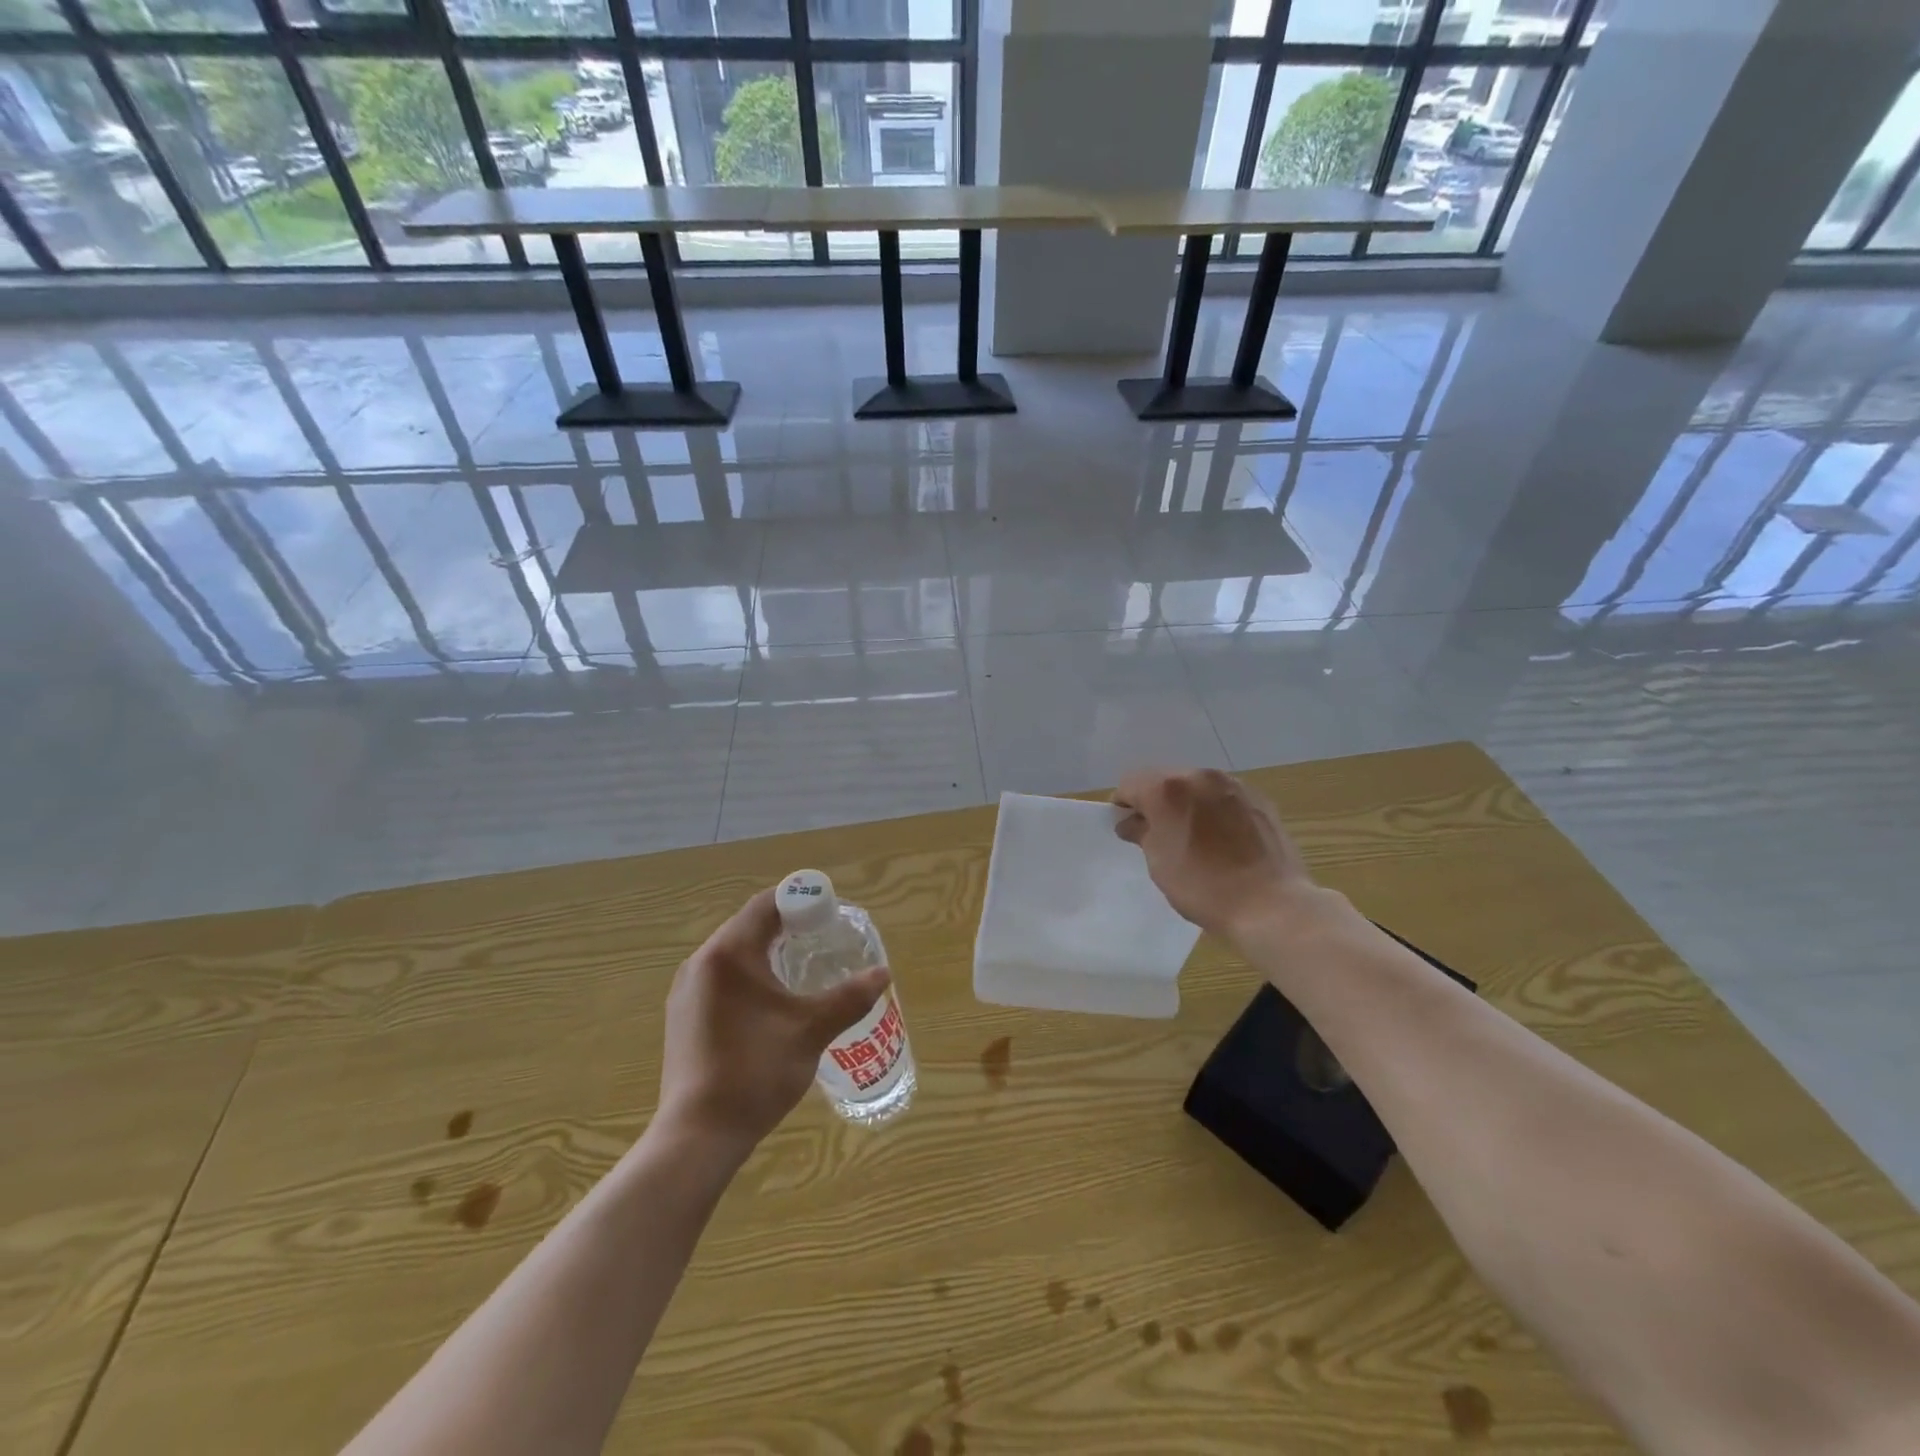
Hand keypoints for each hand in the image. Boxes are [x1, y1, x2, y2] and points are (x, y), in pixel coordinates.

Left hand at [657, 889, 890, 1153]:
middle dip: (787, 926)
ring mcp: (686, 990)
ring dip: (766, 951)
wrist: (698, 1136)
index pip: (766, 904)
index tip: (830, 912)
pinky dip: (748, 975)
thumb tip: (883, 973)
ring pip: (733, 953)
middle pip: (748, 925)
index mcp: (730, 954)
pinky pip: (719, 977)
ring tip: (801, 968)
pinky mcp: (682, 1016)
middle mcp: (702, 962)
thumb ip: (850, 997)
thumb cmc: (756, 1072)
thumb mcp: (812, 1030)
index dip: (800, 900)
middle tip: (823, 939)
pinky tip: (769, 1002)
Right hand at [1112, 767, 1318, 940]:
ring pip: (1196, 786)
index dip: (1123, 804)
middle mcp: (1199, 776)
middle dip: (1156, 801)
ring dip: (1187, 803)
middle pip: (1164, 779)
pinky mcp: (1259, 798)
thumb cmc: (1203, 886)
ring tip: (1194, 836)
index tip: (1127, 828)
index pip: (1130, 783)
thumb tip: (1132, 822)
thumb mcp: (1159, 863)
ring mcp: (1233, 784)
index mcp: (1167, 788)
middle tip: (1158, 833)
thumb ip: (1141, 833)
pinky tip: (1222, 838)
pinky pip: (1223, 796)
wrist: (1270, 904)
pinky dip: (1214, 809)